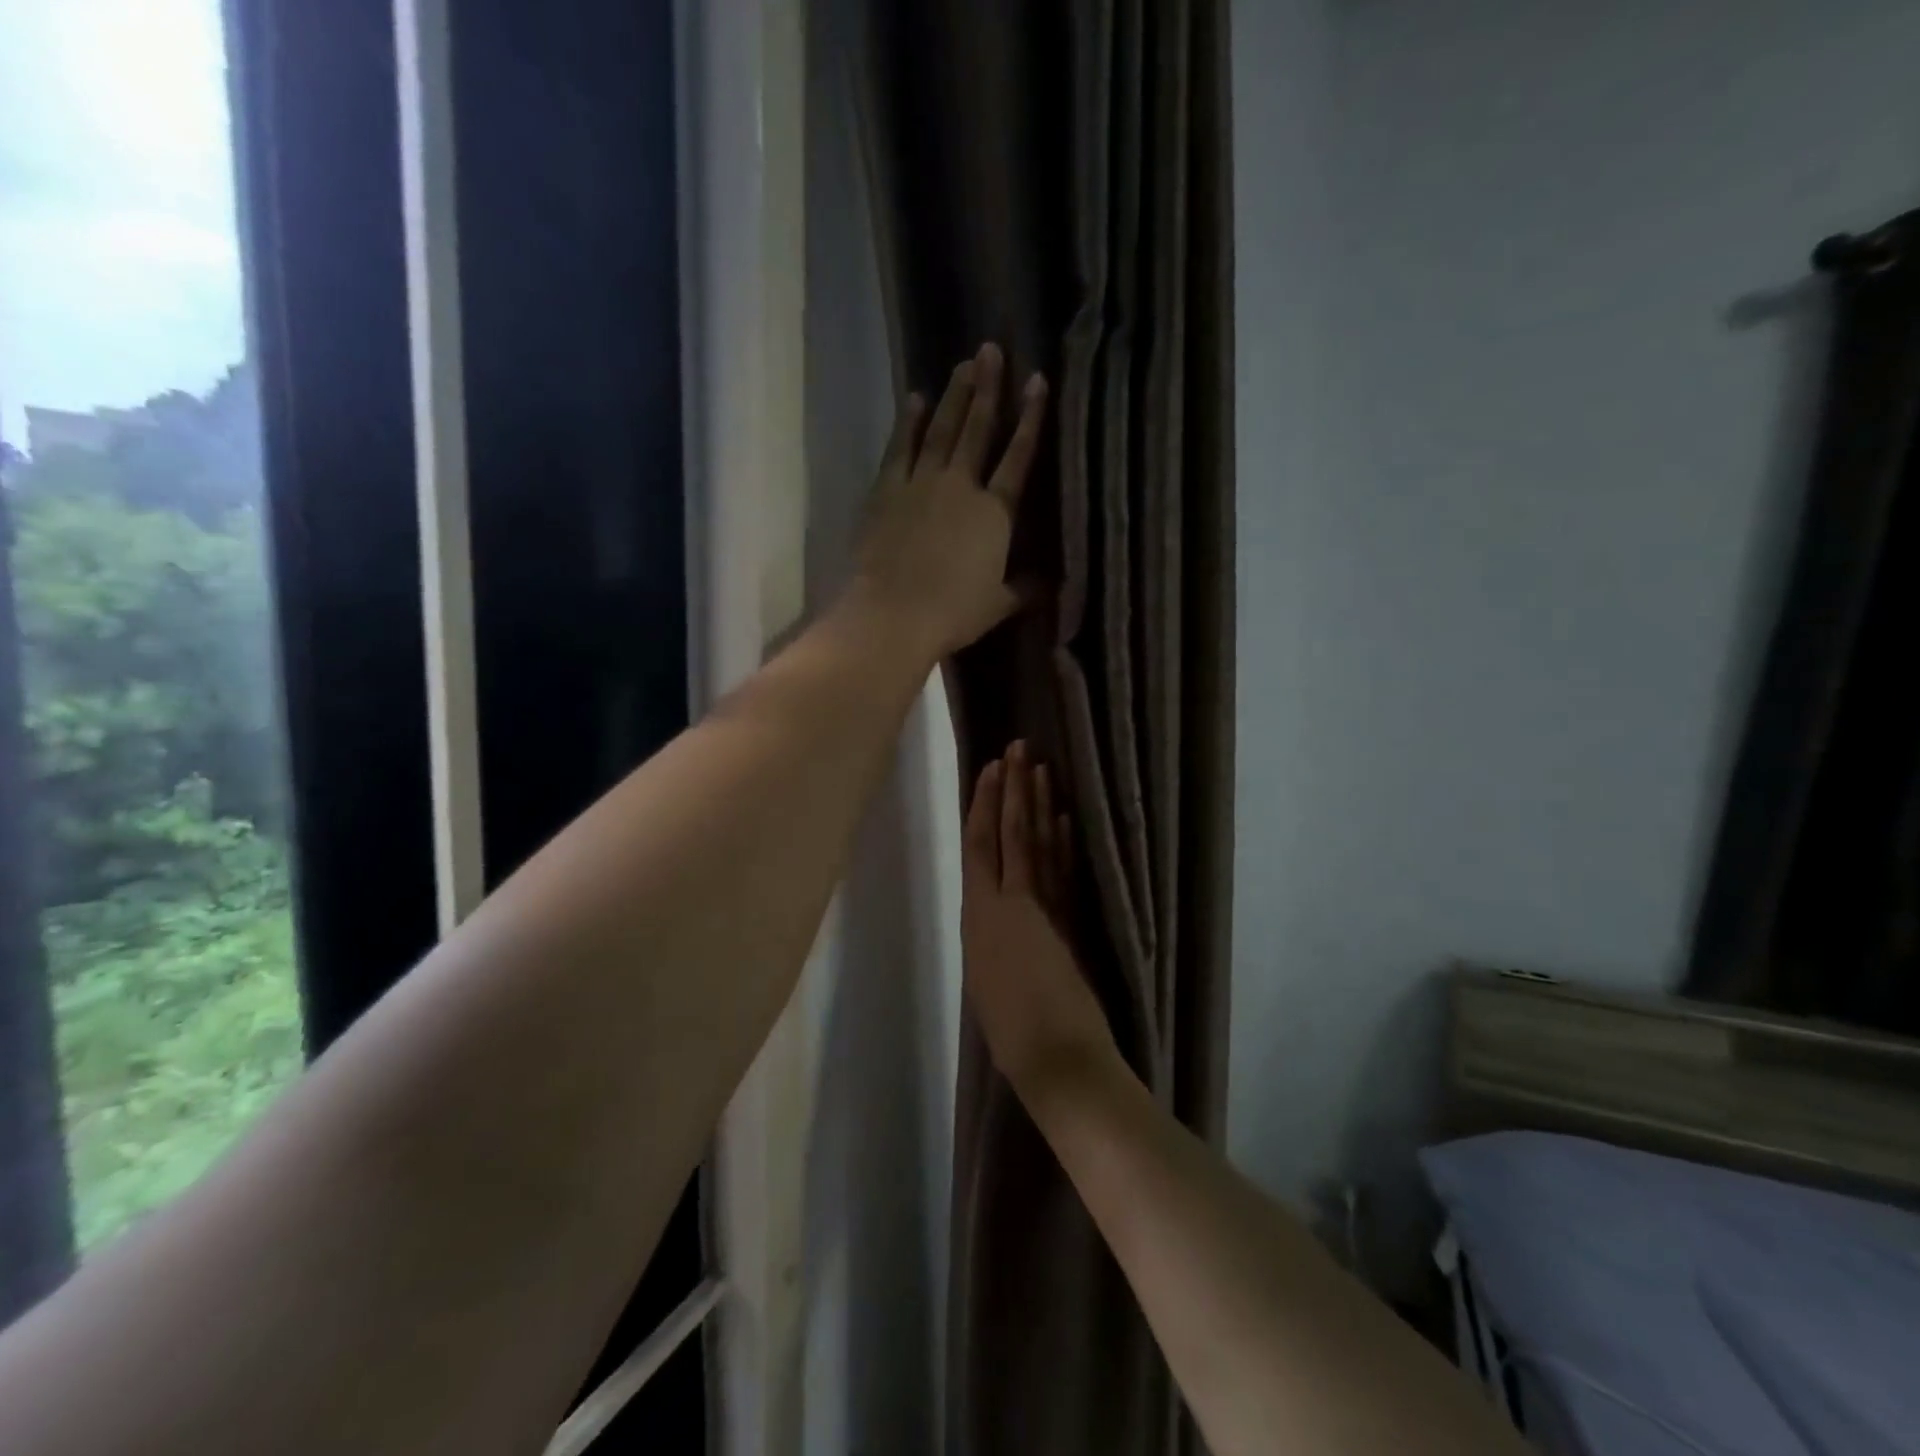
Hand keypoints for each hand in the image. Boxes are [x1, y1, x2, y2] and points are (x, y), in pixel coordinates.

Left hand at [851, 343, 1048, 659]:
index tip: (1037, 380)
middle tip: (990, 349)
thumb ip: (1023, 589)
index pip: (1018, 457)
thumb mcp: (998, 606)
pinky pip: (900, 449)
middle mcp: (960, 486)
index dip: (1030, 418)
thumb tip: (1048, 585)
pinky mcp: (886, 492)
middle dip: (987, 388)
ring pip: (941, 430)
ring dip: (953, 396)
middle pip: (977, 430)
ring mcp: (920, 484)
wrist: (893, 614)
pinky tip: (914, 400)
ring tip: (962, 364)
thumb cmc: (952, 614)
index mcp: (995, 513)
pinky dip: (907, 423)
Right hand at [961, 742, 1119, 1105]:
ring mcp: (1039, 909)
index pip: (978, 846)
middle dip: (1012, 788)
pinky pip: (1062, 870)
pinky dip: (1063, 840)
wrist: (1054, 1058)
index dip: (983, 804)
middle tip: (1017, 747)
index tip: (991, 769)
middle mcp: (1004, 903)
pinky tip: (1064, 816)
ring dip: (1037, 804)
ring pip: (1035, 844)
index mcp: (978, 918)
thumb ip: (993, 942)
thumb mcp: (986, 982)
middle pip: (1008, 834)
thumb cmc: (1011, 1034)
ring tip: (1038, 766)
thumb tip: (1001, 923)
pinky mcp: (1068, 920)